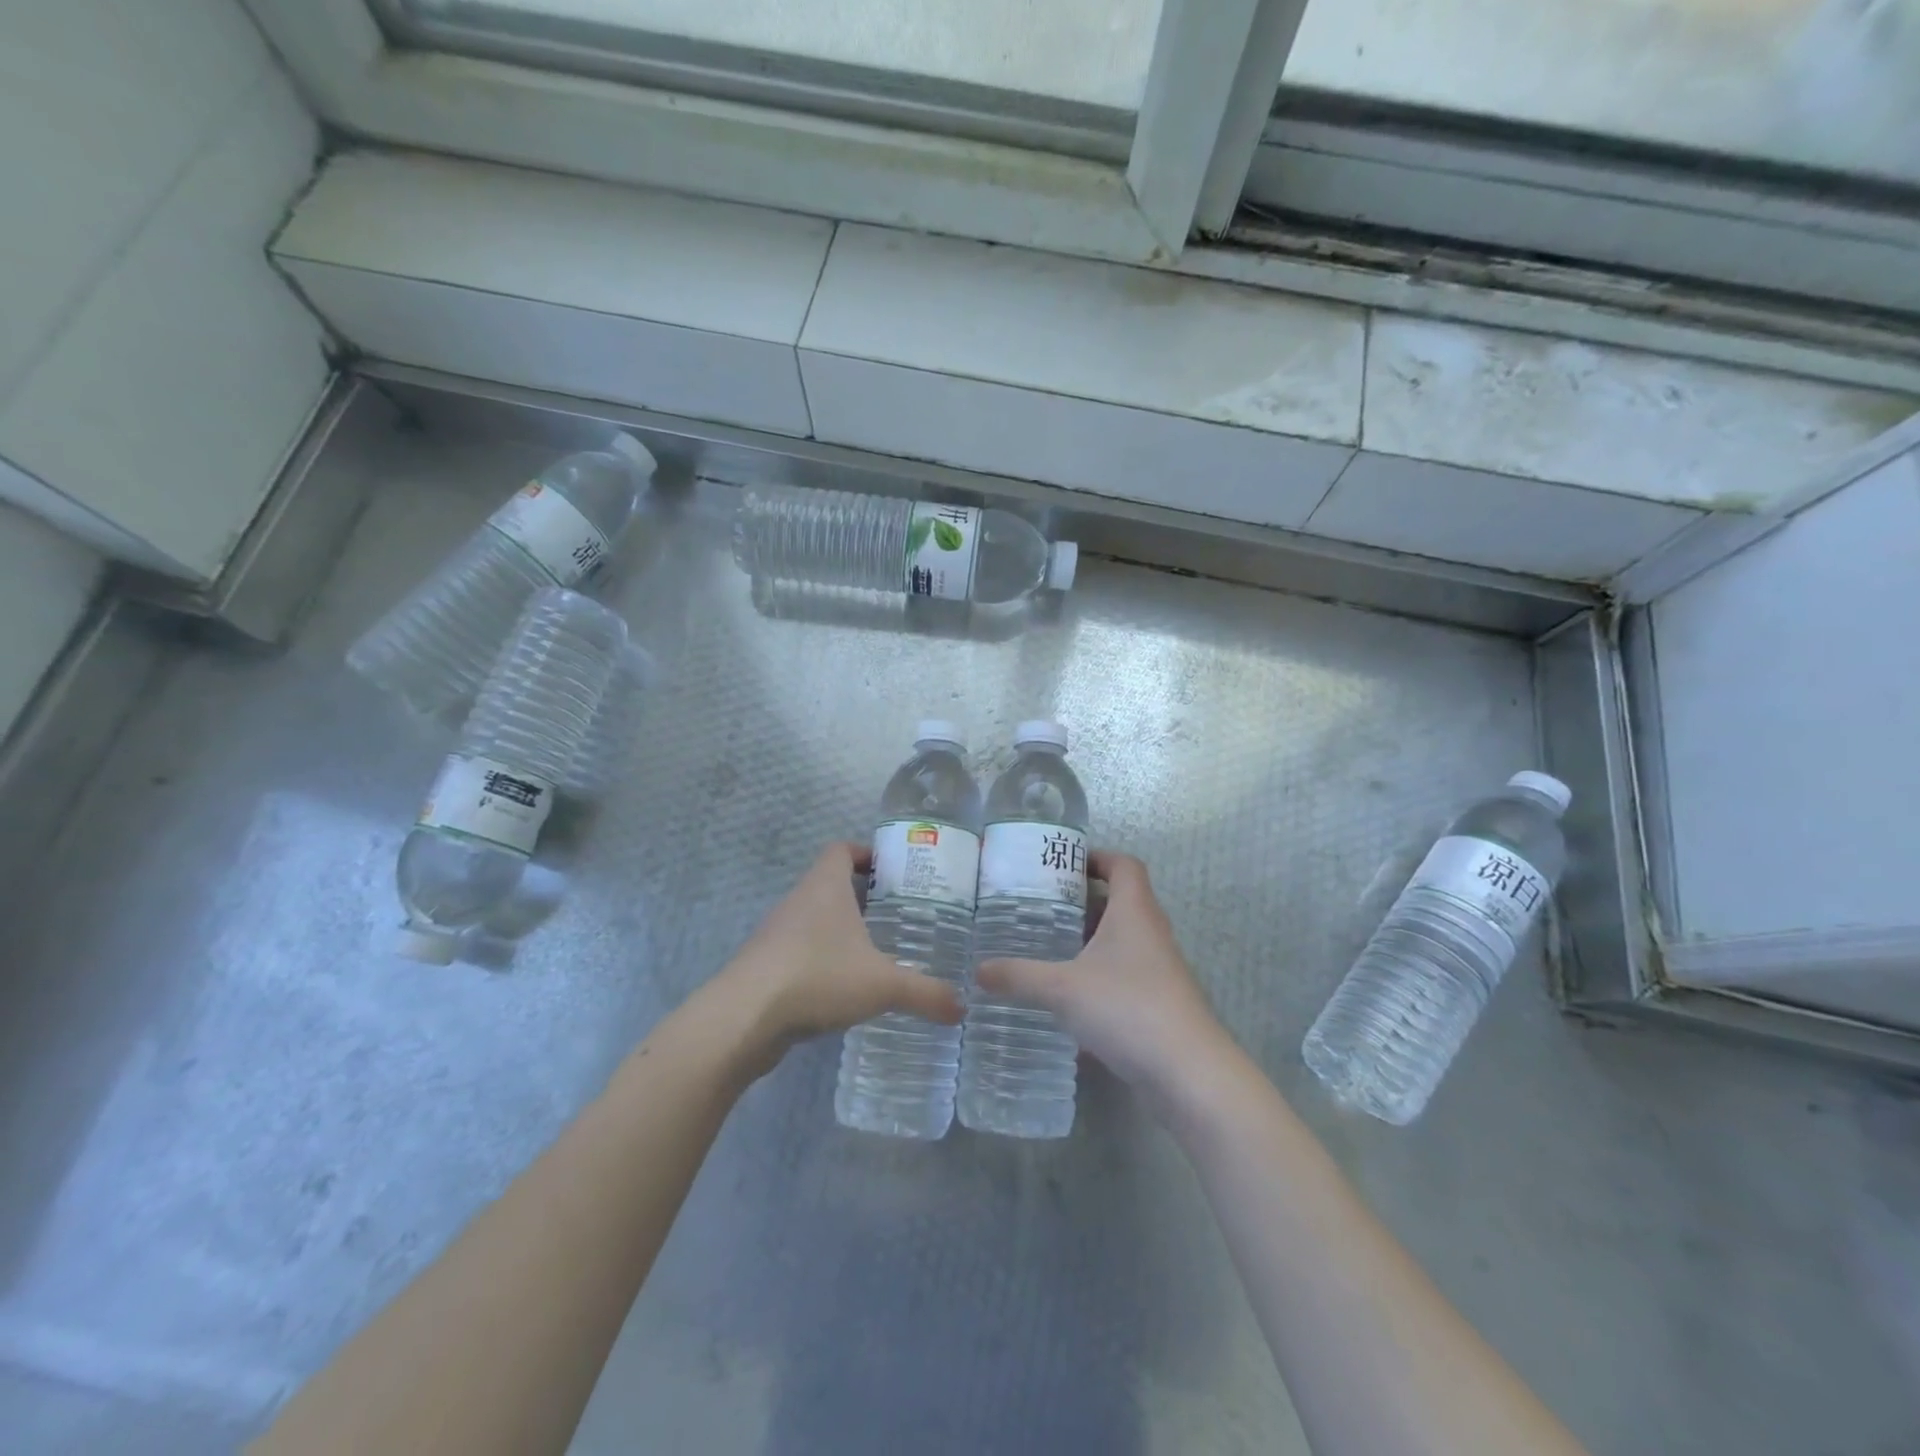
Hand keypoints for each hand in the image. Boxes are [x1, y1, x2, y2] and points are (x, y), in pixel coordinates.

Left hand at [713, 842, 961, 1075]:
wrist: (743, 1019)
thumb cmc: (818, 977)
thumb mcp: (883, 985)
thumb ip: (925, 993)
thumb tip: (962, 1007)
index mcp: (825, 886)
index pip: (841, 849)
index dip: (865, 853)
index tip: (891, 872)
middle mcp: (798, 901)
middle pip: (830, 884)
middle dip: (862, 897)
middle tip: (897, 916)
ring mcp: (776, 933)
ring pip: (814, 919)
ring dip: (840, 930)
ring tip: (875, 953)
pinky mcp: (765, 966)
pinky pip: (800, 951)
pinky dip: (822, 960)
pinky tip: (843, 988)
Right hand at [976, 850, 1229, 1105]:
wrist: (1188, 1073)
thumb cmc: (1127, 1008)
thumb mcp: (1062, 989)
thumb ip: (1018, 976)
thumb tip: (977, 970)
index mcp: (1134, 911)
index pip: (1123, 864)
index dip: (1096, 857)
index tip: (1061, 864)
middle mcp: (1151, 932)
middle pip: (1119, 901)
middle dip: (1081, 902)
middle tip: (1040, 907)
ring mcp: (1159, 969)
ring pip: (1121, 941)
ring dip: (1088, 941)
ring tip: (1046, 948)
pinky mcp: (1158, 1002)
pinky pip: (1123, 975)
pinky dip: (1096, 976)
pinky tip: (1067, 997)